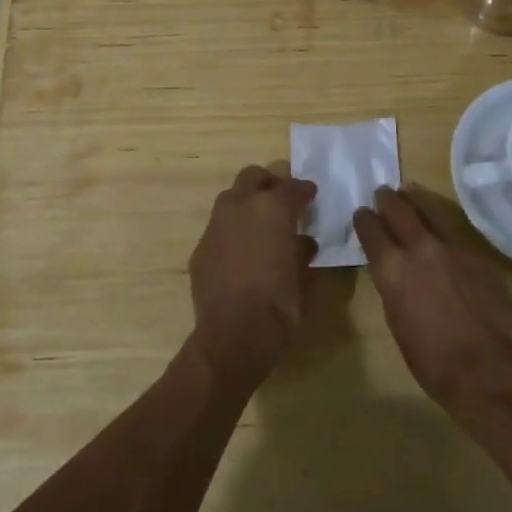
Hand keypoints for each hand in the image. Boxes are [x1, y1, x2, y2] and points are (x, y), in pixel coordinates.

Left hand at [188, 165, 318, 392]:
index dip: (305, 190)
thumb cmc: (279, 305)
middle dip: (269, 183)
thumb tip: (303, 242)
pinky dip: (232, 231)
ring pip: (231, 198)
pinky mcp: (200, 247)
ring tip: (259, 224)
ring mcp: (216, 225)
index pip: (292, 187)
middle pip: (253, 177)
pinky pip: (219, 228)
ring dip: (247, 203)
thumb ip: (303, 251)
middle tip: (281, 200)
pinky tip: (241, 252)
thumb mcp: (305, 277)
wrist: (233, 335)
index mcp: (272, 209)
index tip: (311, 196)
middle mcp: (241, 207)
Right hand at [354, 187, 511, 420]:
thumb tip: (396, 273)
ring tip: (410, 192)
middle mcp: (420, 248)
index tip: (362, 213)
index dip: (364, 220)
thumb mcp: (398, 323)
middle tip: (383, 192)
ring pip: (431, 212)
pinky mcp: (479, 256)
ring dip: (417, 202)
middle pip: (399, 210)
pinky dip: (444, 233)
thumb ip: (395, 288)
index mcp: (392, 269)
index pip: (371, 230)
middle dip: (388, 199)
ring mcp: (453, 248)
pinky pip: (456, 236)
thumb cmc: (433, 362)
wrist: (490, 371)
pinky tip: (445, 240)